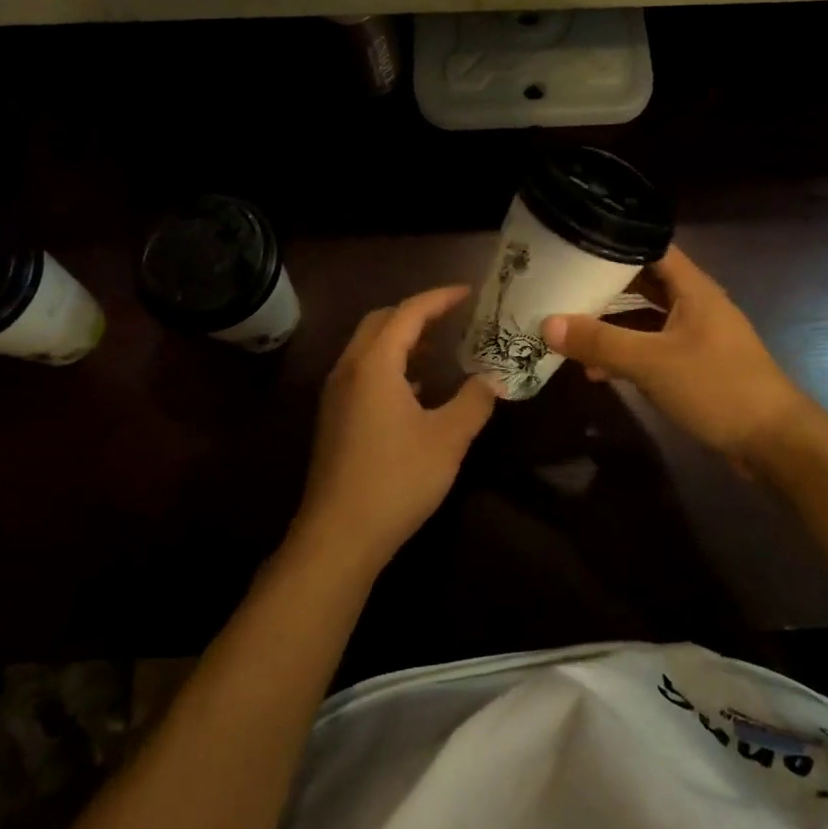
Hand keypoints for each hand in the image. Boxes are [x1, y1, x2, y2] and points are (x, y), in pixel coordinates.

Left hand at [295, 285, 496, 576]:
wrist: (339, 536)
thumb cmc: (396, 479)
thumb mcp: (448, 439)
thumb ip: (474, 402)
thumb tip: (493, 379)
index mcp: (375, 363)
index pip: (409, 312)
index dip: (440, 298)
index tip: (469, 292)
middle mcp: (349, 369)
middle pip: (381, 321)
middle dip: (417, 313)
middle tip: (453, 317)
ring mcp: (336, 394)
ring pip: (368, 347)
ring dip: (401, 339)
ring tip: (438, 348)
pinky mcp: (334, 418)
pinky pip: (363, 372)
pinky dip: (390, 365)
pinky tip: (415, 390)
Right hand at [542, 246, 811, 479]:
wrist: (775, 442)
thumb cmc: (716, 387)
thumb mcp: (651, 363)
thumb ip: (599, 342)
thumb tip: (546, 323)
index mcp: (693, 289)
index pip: (651, 247)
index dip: (615, 241)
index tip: (576, 244)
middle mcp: (696, 305)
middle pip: (645, 282)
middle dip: (606, 284)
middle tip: (563, 283)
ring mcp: (698, 336)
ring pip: (647, 318)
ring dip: (613, 324)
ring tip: (570, 327)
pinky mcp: (697, 366)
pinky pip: (654, 347)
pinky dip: (628, 353)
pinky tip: (598, 371)